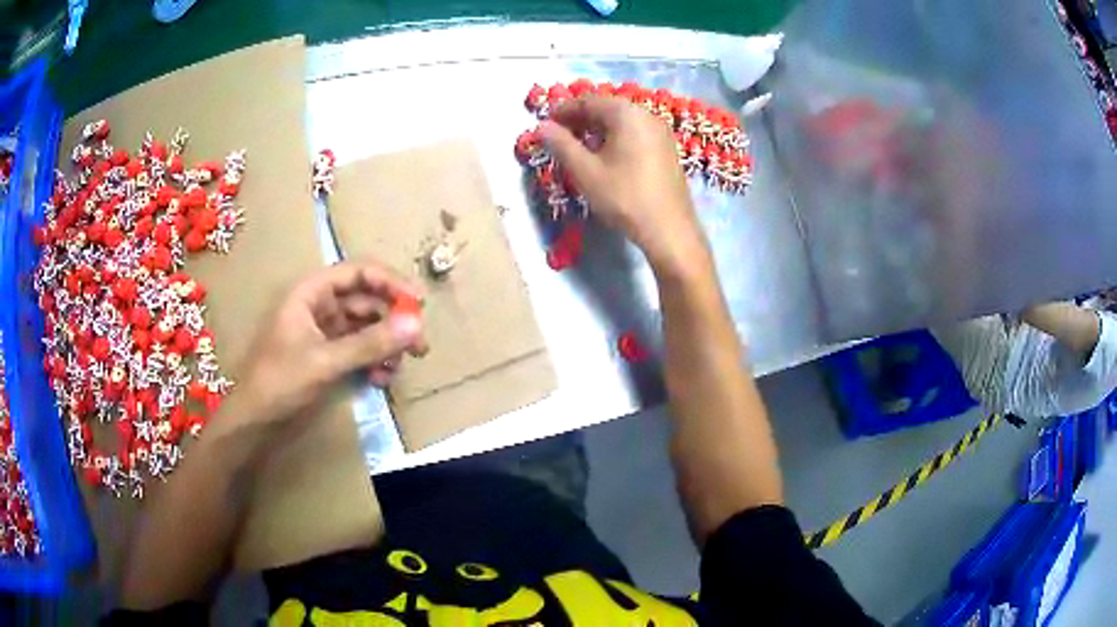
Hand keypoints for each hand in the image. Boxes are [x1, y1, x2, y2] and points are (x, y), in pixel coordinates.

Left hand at [236, 261, 426, 423]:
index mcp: (311, 292)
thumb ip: (370, 343)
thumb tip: (416, 324)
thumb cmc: (279, 382)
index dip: (390, 283)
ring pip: (366, 328)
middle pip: (367, 301)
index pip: (359, 273)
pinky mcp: (327, 356)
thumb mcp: (325, 361)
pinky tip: (380, 380)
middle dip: (393, 322)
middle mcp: (319, 306)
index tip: (419, 305)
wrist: (253, 422)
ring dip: (385, 346)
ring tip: (397, 370)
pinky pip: (359, 350)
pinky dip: (373, 362)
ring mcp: (323, 332)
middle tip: (420, 346)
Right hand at [539, 95, 710, 274]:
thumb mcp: (585, 171)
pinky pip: (635, 134)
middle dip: (580, 119)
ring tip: (577, 148)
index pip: (588, 101)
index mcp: (626, 114)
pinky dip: (615, 138)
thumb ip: (561, 144)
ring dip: (597, 130)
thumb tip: (542, 127)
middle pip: (607, 109)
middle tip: (558, 136)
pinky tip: (604, 157)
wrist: (669, 229)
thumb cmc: (624, 197)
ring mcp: (661, 132)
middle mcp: (647, 115)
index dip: (563, 110)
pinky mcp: (666, 150)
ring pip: (621, 122)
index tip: (545, 124)